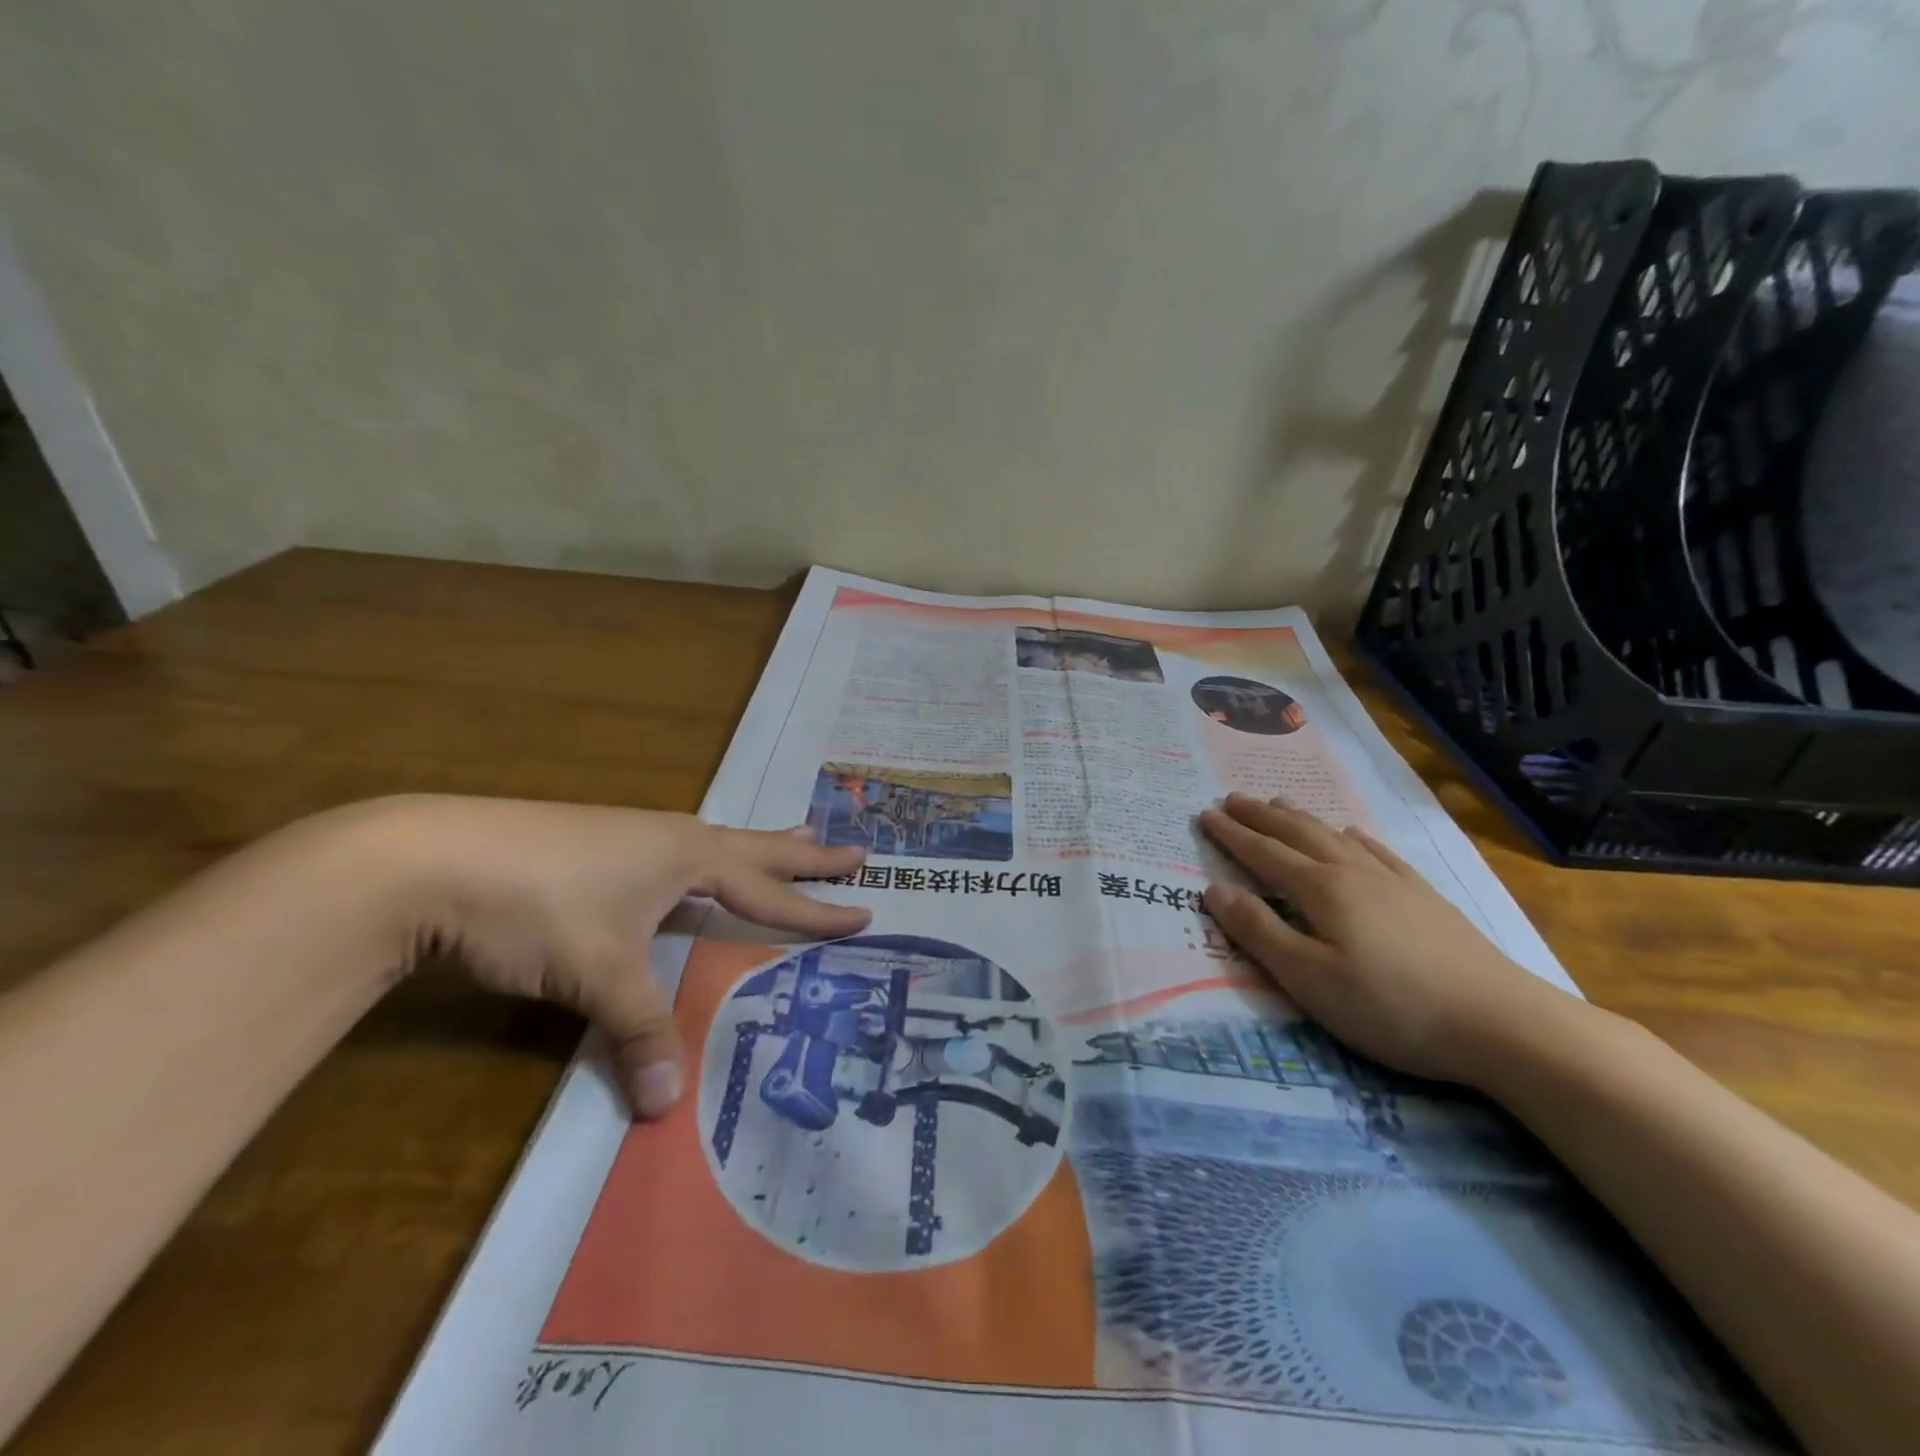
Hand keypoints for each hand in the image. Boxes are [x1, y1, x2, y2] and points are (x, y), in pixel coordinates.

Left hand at [368, 796, 869, 1116]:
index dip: (818, 909)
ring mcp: (633, 836)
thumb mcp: (598, 974)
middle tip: (855, 848)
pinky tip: (690, 872)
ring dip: (759, 847)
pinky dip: (708, 860)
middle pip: (758, 846)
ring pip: (716, 843)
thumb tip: (665, 1106)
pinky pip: (676, 853)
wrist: (431, 858)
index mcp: (690, 857)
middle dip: (808, 852)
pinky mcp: (597, 845)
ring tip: (789, 839)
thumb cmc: (539, 905)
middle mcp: (672, 838)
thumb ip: (639, 1032)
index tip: (866, 911)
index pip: (770, 891)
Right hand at [1196, 794, 1579, 1086]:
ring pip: (1335, 837)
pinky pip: (1379, 853)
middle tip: (1231, 799)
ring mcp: (1393, 882)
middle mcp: (1352, 873)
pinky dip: (1355, 838)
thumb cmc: (1390, 1007)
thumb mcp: (1308, 979)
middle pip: (1297, 834)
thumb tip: (1214, 889)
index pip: (1263, 854)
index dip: (1231, 834)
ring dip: (1301, 818)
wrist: (1501, 1023)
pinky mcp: (1424, 898)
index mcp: (1320, 890)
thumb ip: (1258, 932)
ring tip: (1279, 804)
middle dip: (1260, 816)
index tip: (1204, 815)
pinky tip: (1353, 834)